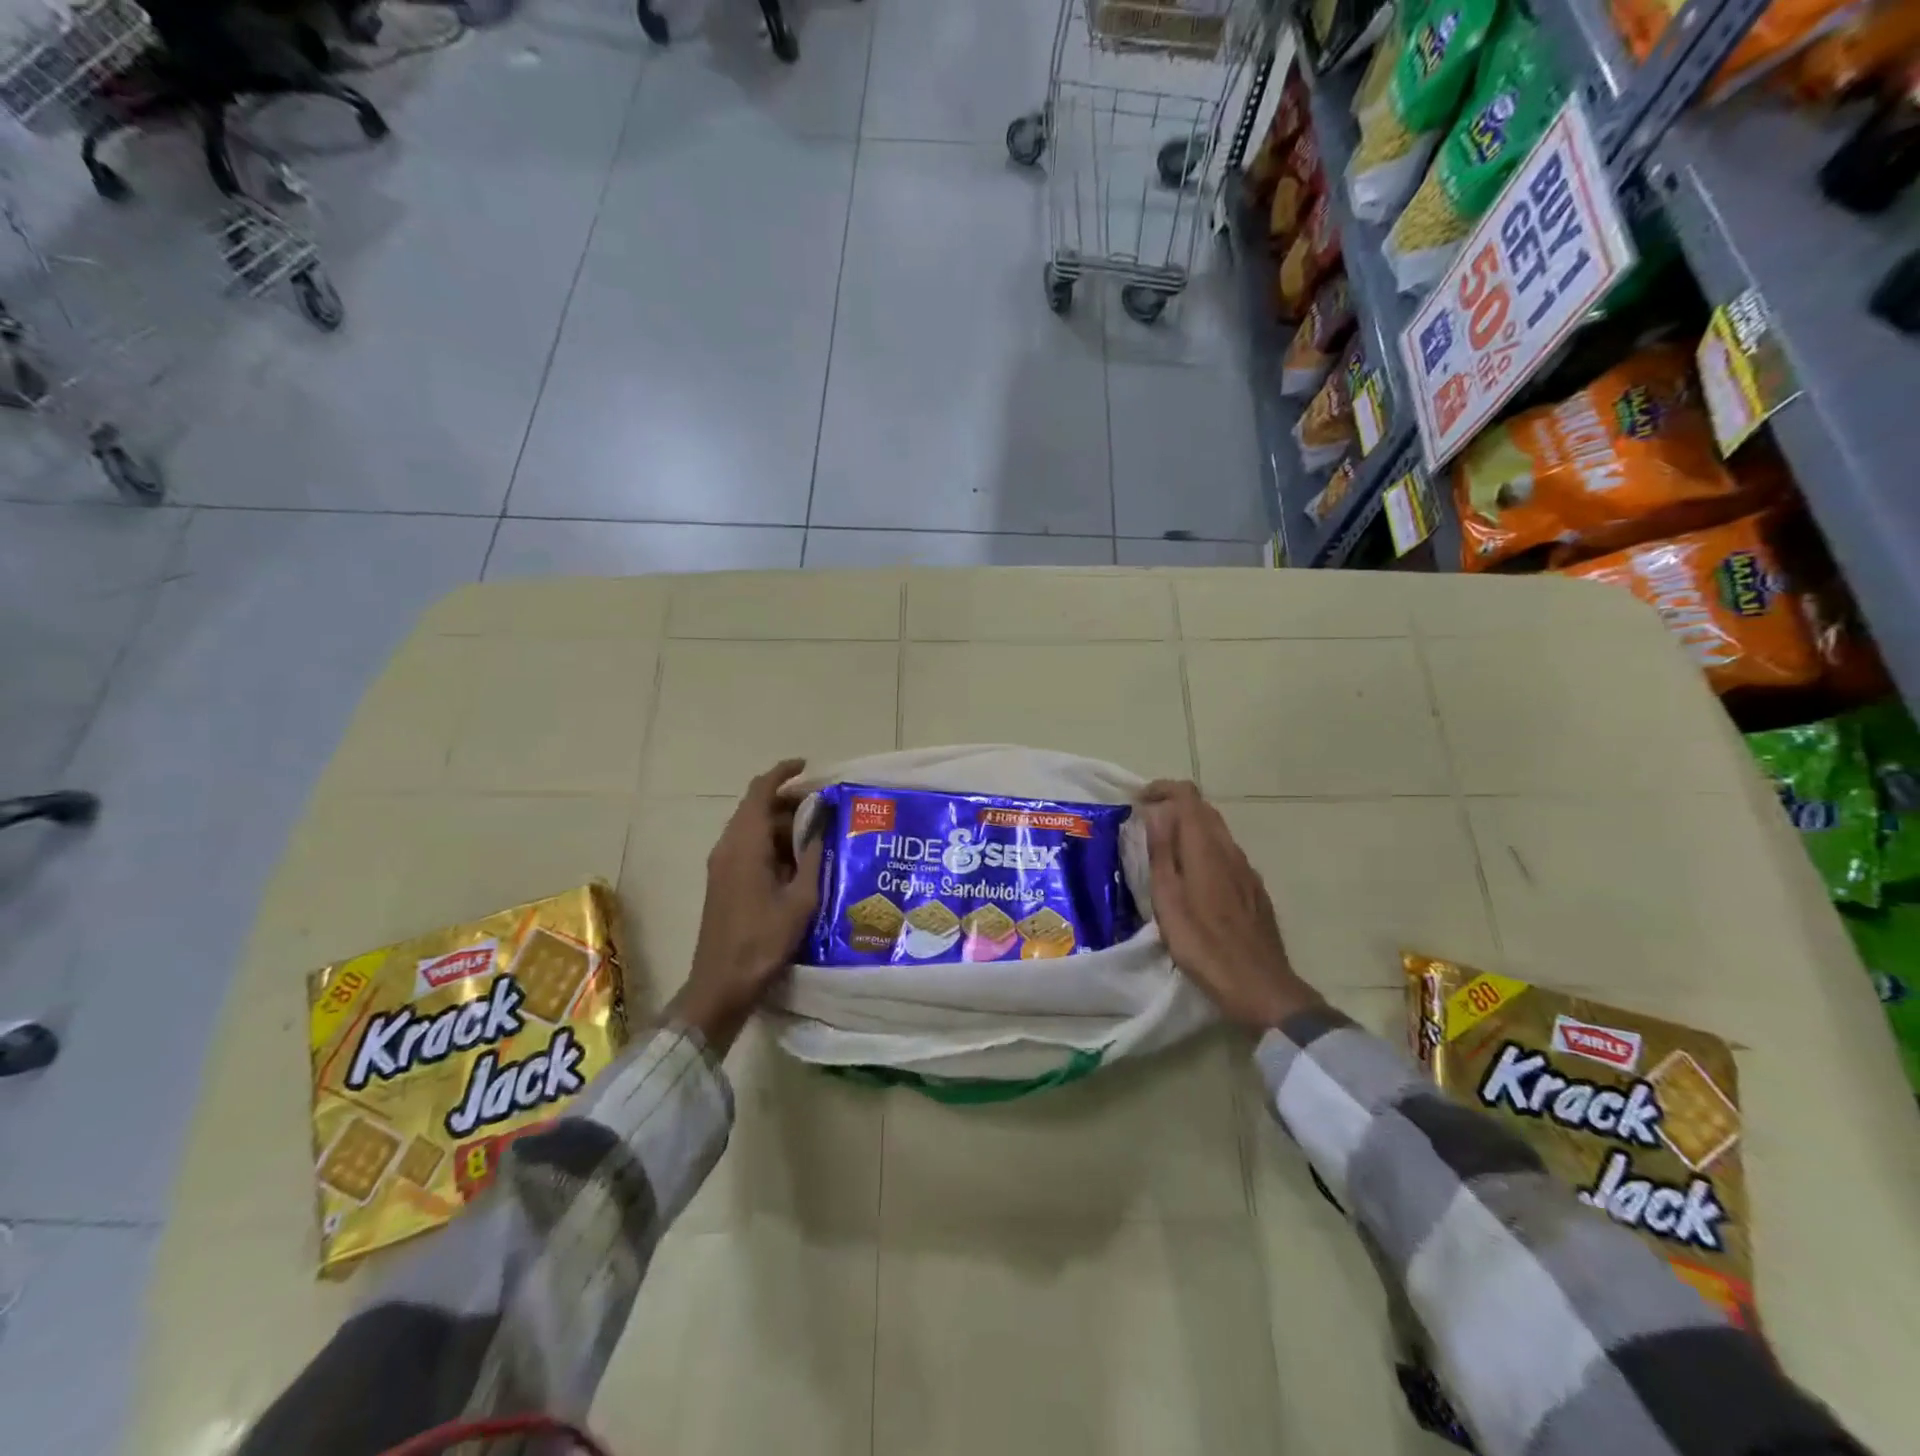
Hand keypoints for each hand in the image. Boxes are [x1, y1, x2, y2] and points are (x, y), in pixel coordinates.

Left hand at [669, 759, 823, 1054]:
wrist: (721, 984)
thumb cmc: (762, 941)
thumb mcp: (800, 899)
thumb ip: (812, 857)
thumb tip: (824, 824)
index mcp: (745, 844)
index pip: (760, 791)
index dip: (783, 773)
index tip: (808, 767)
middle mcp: (728, 847)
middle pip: (756, 807)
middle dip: (789, 801)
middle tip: (825, 806)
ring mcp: (722, 865)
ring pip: (753, 828)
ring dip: (782, 824)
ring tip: (819, 833)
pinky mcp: (723, 881)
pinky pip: (748, 847)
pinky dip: (772, 843)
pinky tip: (799, 861)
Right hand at [1140, 780, 1319, 1032]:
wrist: (1260, 987)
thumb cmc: (1204, 945)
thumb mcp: (1169, 900)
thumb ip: (1162, 853)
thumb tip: (1156, 812)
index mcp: (1207, 848)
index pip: (1188, 796)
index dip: (1162, 789)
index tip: (1138, 801)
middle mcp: (1231, 850)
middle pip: (1204, 810)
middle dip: (1173, 807)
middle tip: (1144, 825)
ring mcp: (1247, 871)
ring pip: (1216, 833)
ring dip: (1188, 830)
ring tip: (1162, 852)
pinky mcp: (1254, 892)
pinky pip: (1226, 856)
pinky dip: (1204, 851)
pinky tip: (1192, 879)